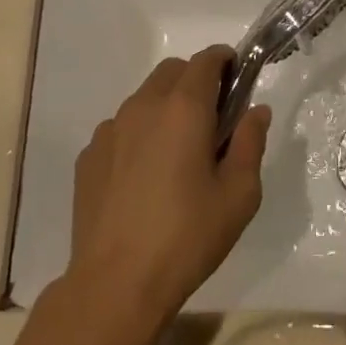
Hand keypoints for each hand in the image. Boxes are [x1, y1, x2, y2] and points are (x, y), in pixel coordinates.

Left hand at [64, 47, 270, 330]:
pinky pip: (121, 128)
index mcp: (184, 108)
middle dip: (196, 80)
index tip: (237, 78)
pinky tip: (144, 177)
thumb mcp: (239, 195)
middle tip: (212, 119)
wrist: (115, 284)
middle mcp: (144, 106)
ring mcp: (110, 129)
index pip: (207, 60)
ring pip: (144, 97)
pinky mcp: (89, 155)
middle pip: (173, 71)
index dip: (225, 61)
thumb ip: (251, 143)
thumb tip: (256, 111)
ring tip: (177, 153)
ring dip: (166, 107)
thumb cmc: (187, 237)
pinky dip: (139, 135)